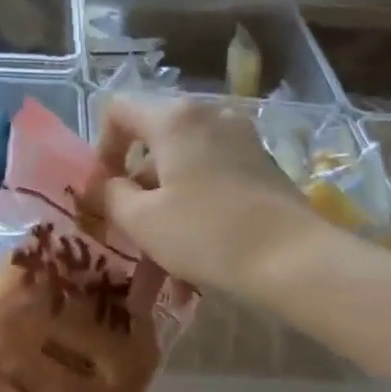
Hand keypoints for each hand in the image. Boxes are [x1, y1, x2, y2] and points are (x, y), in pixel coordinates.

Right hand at [95, 96, 323, 297]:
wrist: (292, 258)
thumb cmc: (206, 233)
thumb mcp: (143, 221)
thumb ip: (110, 197)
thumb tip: (99, 185)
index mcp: (175, 119)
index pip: (119, 111)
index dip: (101, 150)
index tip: (103, 193)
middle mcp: (209, 117)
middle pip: (155, 151)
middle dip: (137, 201)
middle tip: (129, 244)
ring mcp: (241, 143)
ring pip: (184, 179)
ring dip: (165, 224)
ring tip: (162, 280)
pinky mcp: (262, 170)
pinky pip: (213, 190)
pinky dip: (196, 222)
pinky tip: (193, 277)